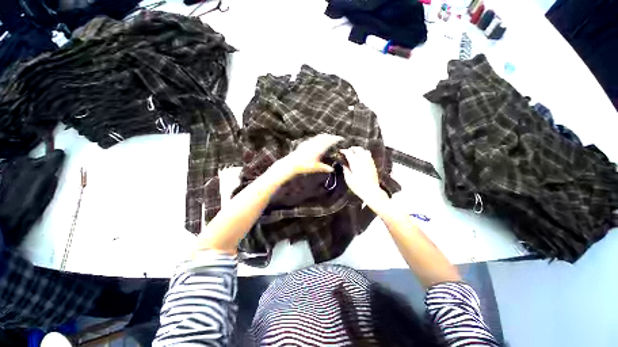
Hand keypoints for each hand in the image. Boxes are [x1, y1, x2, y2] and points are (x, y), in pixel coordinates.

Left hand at [273, 133, 343, 180]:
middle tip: (336, 138)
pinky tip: (318, 141)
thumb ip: (324, 168)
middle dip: (331, 136)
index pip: (329, 141)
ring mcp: (309, 142)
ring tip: (328, 138)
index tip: (341, 138)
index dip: (336, 138)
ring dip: (325, 136)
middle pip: (325, 137)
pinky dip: (319, 138)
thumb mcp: (316, 168)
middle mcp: (315, 144)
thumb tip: (332, 169)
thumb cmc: (304, 166)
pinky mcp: (305, 143)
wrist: (292, 163)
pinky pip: (314, 138)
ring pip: (319, 136)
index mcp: (319, 149)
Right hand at [341, 147, 389, 204]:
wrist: (371, 191)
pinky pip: (368, 155)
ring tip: (354, 152)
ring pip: (364, 150)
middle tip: (347, 151)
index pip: (349, 153)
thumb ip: (345, 170)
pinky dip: (363, 153)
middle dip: (351, 149)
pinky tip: (361, 157)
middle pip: (357, 149)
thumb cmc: (358, 186)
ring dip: (358, 150)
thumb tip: (344, 164)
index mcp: (355, 163)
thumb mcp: (348, 179)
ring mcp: (369, 161)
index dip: (344, 151)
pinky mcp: (373, 164)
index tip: (340, 151)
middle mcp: (363, 160)